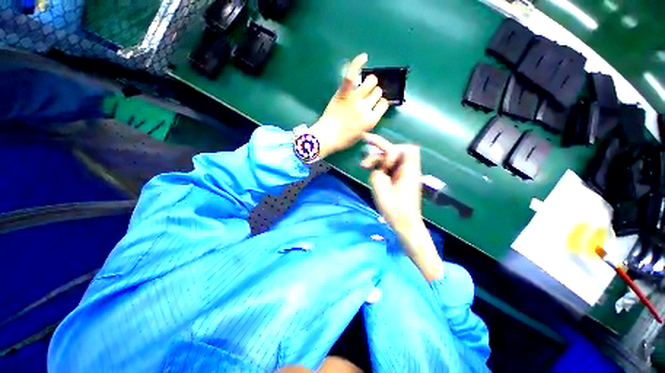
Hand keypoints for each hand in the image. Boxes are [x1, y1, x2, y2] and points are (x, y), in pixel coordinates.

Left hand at [310, 53, 389, 157]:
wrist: (326, 137)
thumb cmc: (343, 140)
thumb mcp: (361, 135)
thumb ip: (369, 123)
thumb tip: (372, 113)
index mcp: (371, 121)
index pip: (384, 104)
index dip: (380, 103)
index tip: (375, 105)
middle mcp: (366, 108)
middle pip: (378, 91)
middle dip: (374, 93)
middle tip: (366, 97)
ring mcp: (355, 99)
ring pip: (371, 81)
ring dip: (369, 82)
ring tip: (363, 84)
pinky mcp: (344, 93)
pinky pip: (352, 75)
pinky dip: (358, 63)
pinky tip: (364, 56)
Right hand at [360, 133, 443, 279]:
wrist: (405, 224)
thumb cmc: (395, 208)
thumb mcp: (381, 188)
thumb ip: (377, 172)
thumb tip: (376, 167)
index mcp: (409, 170)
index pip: (407, 149)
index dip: (393, 149)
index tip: (383, 159)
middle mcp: (408, 170)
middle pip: (396, 152)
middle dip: (379, 151)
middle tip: (364, 151)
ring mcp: (404, 175)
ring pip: (391, 160)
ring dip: (377, 160)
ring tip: (364, 166)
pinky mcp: (400, 181)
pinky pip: (390, 169)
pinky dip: (380, 168)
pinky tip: (371, 171)